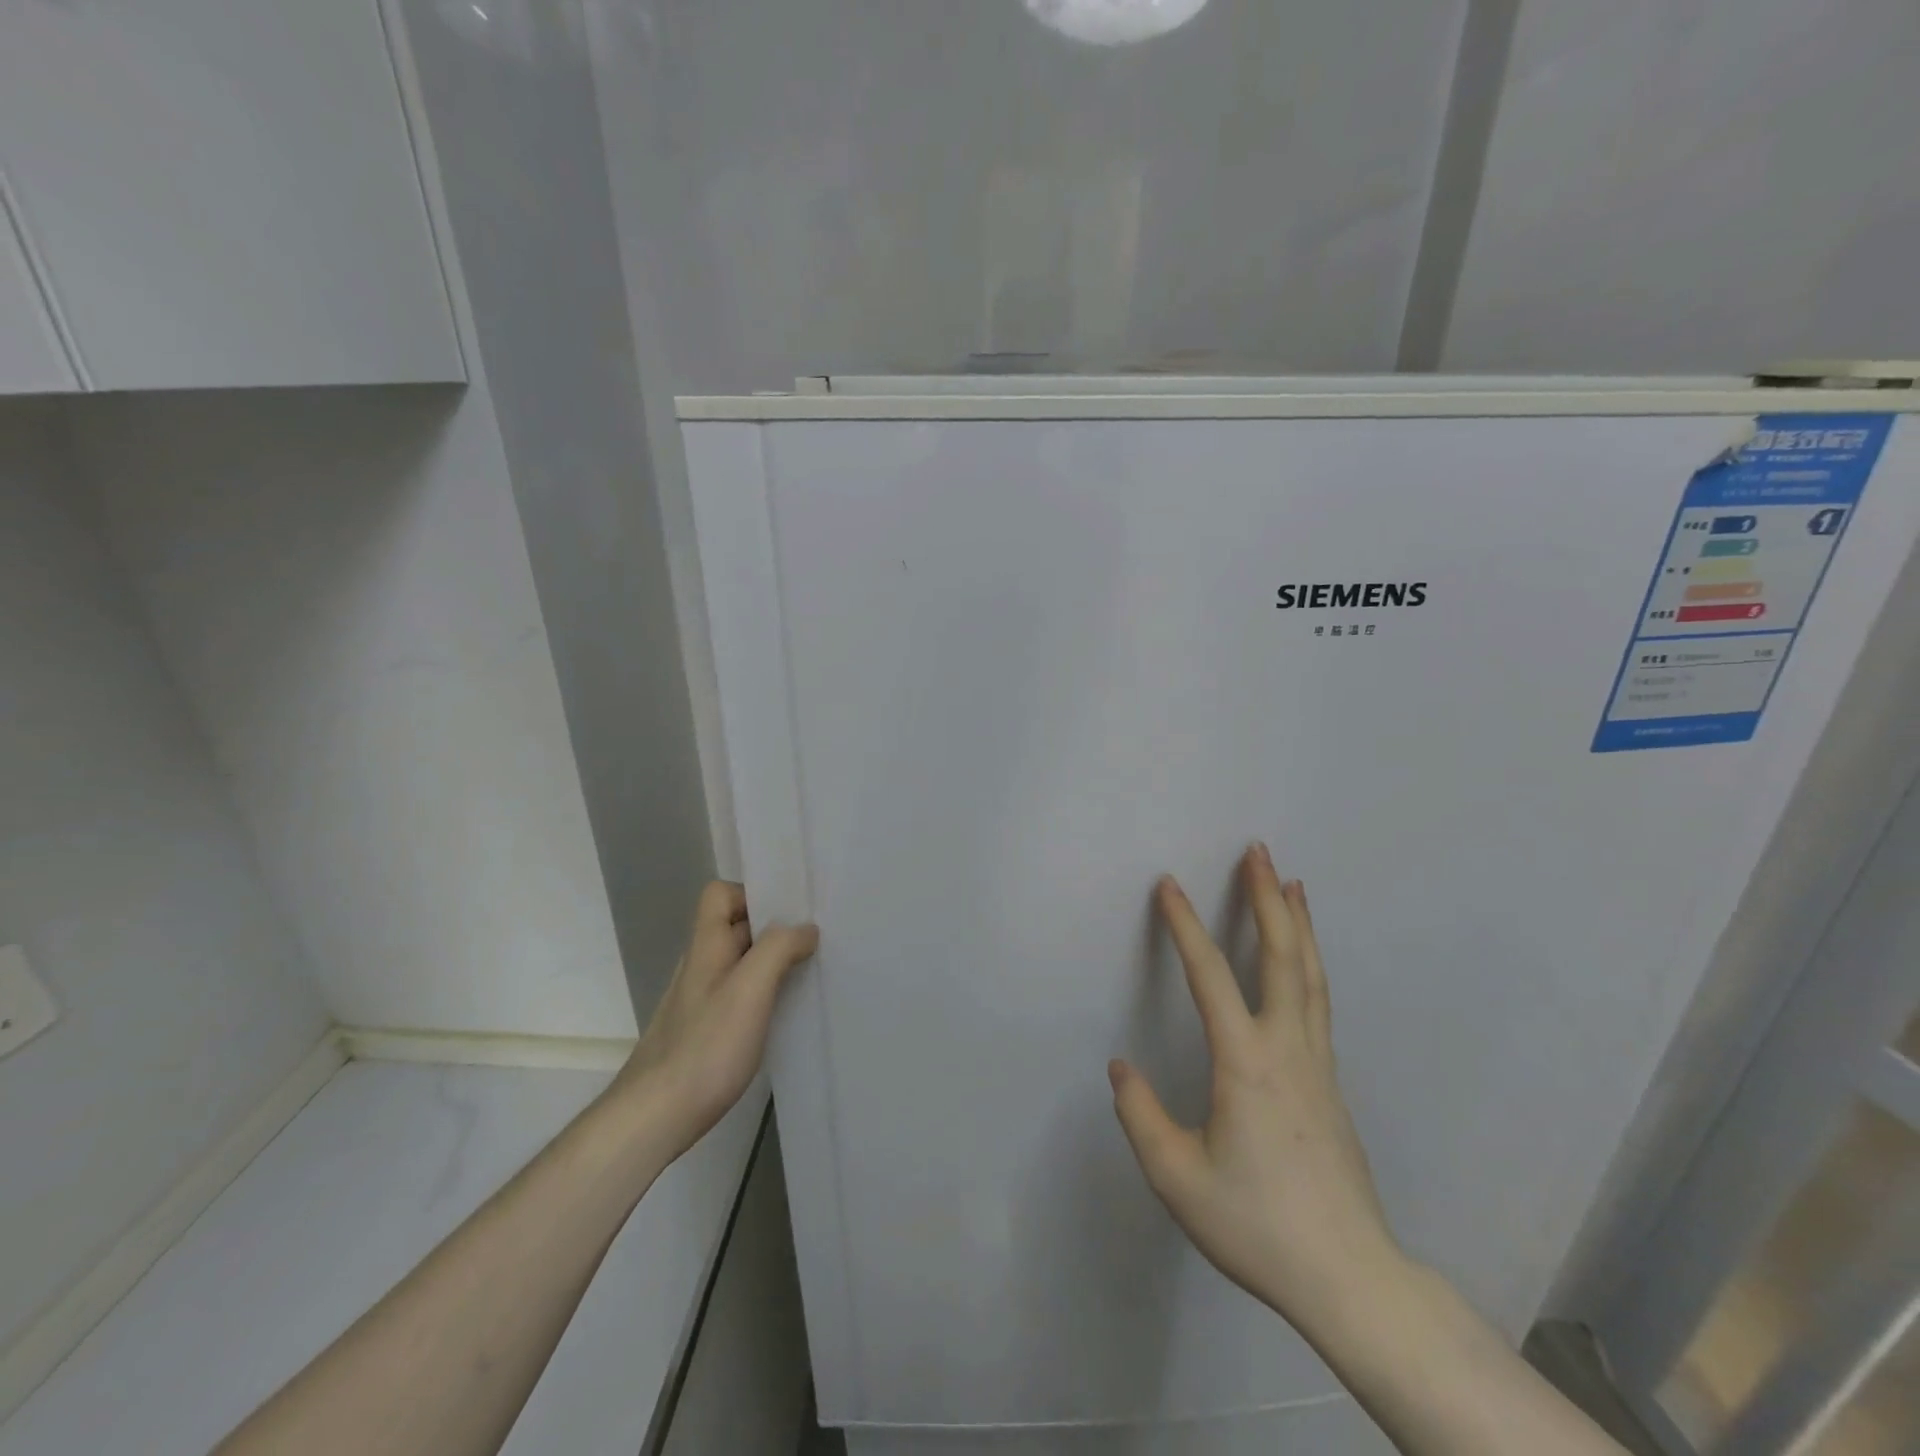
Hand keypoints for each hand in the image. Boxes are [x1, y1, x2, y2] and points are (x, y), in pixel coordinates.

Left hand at [614, 881, 818, 1158]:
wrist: (655, 1117)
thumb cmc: (705, 1046)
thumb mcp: (750, 989)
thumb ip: (778, 949)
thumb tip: (805, 928)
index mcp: (707, 946)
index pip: (720, 894)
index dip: (751, 893)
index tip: (789, 911)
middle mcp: (701, 966)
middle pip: (735, 927)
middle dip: (773, 927)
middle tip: (815, 938)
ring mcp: (700, 1000)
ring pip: (740, 962)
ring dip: (772, 962)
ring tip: (808, 972)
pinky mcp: (705, 1031)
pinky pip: (739, 994)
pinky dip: (764, 993)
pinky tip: (784, 1013)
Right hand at [1110, 844, 1404, 1332]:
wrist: (1350, 1277)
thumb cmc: (1257, 1224)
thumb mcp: (1178, 1178)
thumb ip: (1141, 1116)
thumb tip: (1120, 1067)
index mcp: (1246, 1064)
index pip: (1211, 976)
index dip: (1185, 925)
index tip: (1169, 884)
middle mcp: (1288, 1049)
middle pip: (1284, 957)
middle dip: (1268, 898)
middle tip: (1259, 852)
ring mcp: (1318, 1064)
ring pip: (1311, 976)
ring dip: (1299, 923)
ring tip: (1293, 883)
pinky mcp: (1330, 1083)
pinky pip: (1319, 1003)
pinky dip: (1310, 962)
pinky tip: (1305, 959)